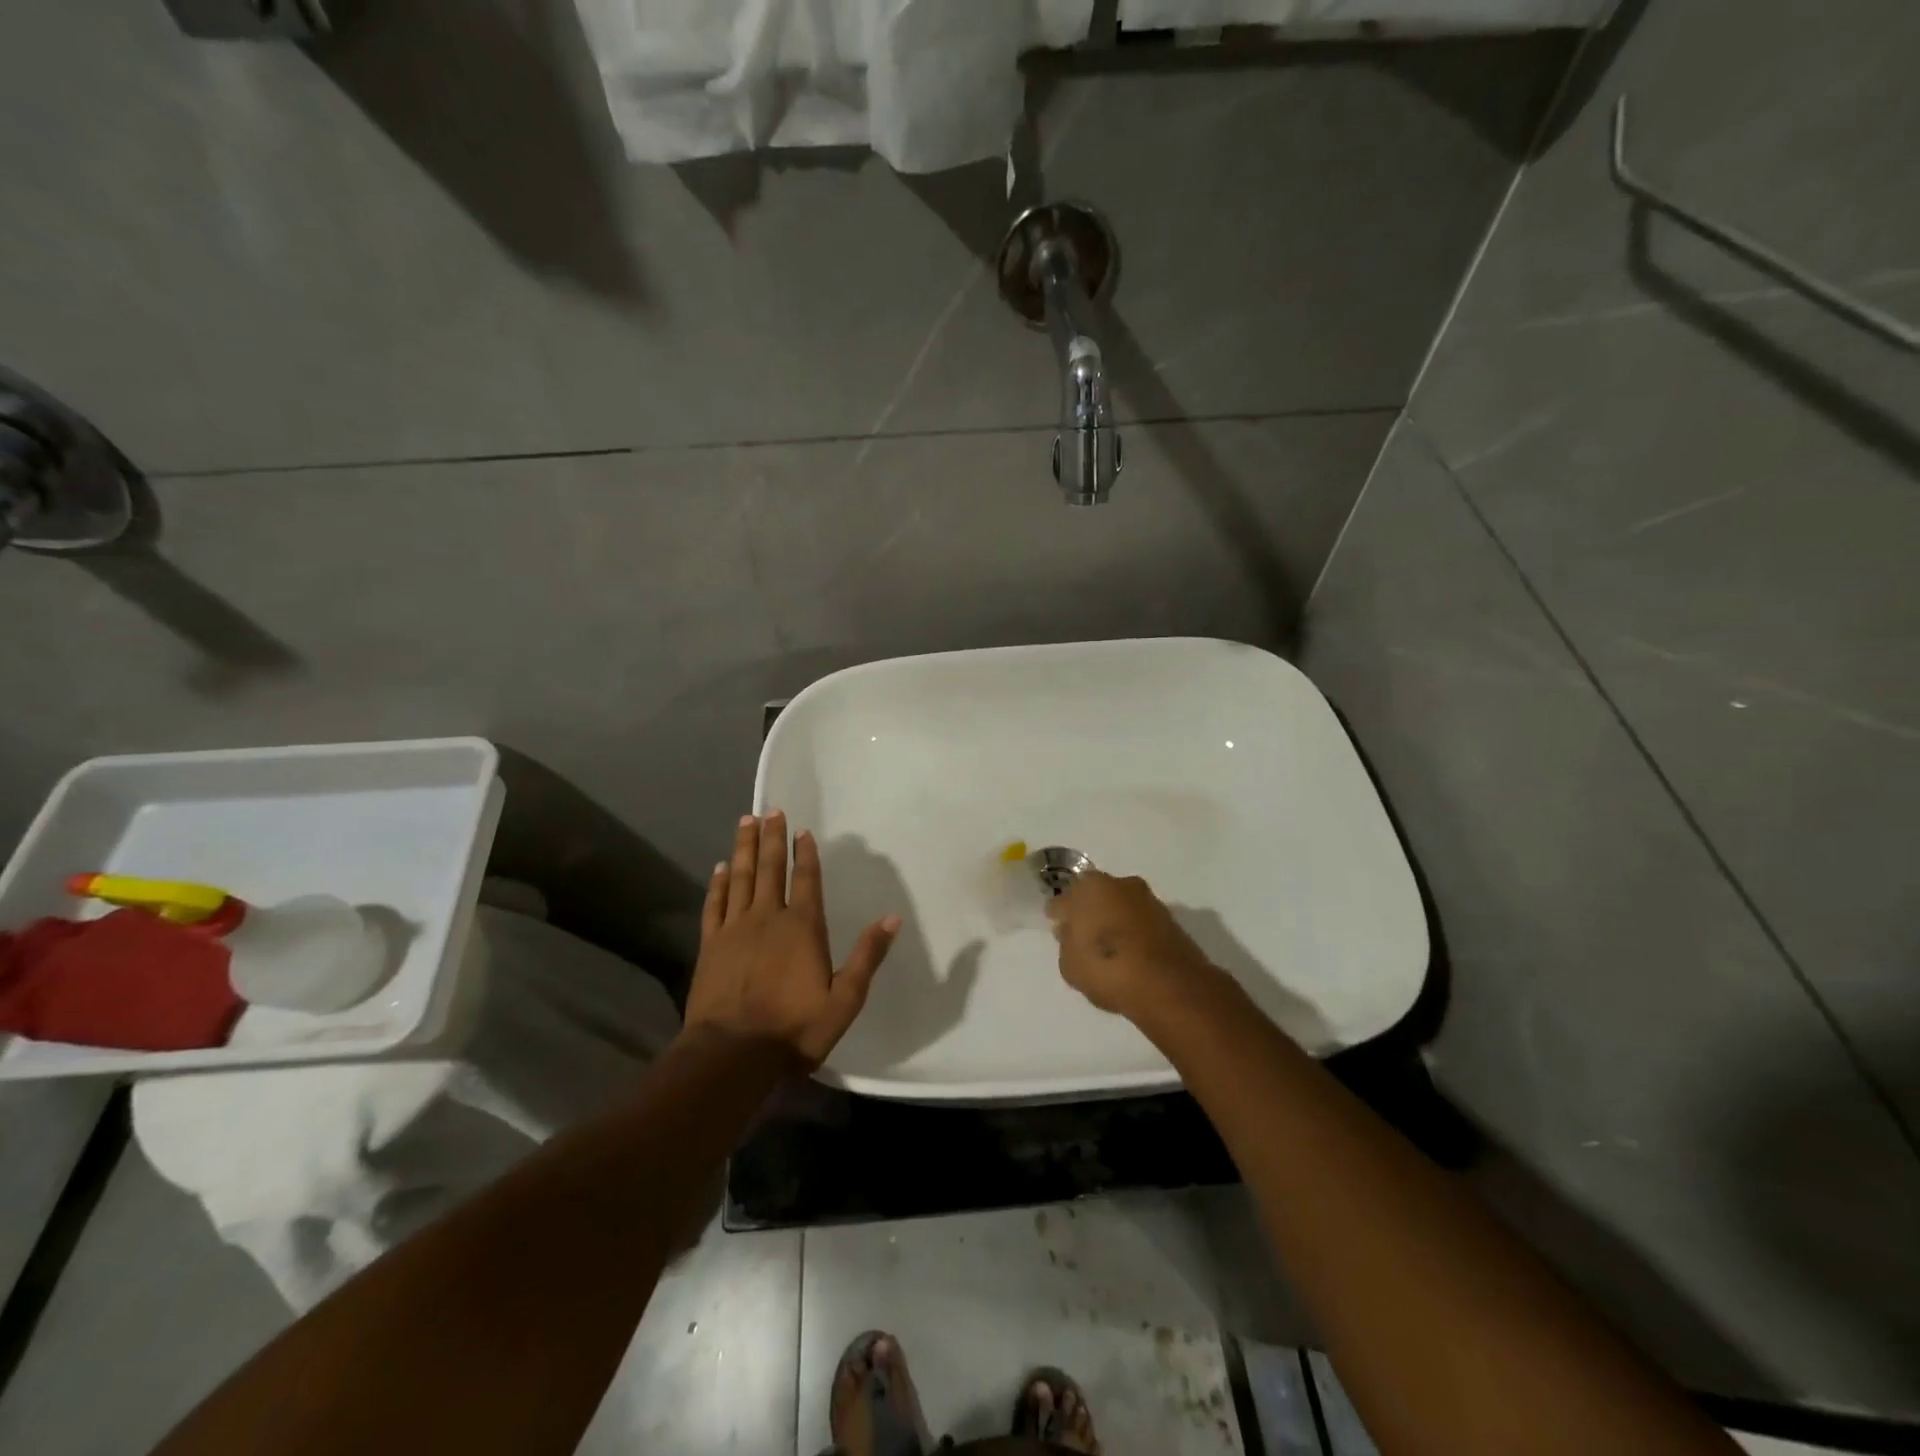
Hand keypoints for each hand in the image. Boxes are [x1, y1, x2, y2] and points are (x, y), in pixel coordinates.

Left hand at [684, 812, 900, 1067]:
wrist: (732, 1055)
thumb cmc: (794, 1029)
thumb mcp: (844, 1000)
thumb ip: (867, 957)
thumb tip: (892, 918)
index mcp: (803, 927)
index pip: (806, 880)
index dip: (805, 853)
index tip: (802, 830)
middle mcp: (768, 917)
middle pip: (770, 869)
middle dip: (772, 838)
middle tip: (770, 810)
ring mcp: (735, 929)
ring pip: (740, 878)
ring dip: (744, 849)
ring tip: (746, 822)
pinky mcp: (711, 945)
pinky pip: (715, 904)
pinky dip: (718, 883)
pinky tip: (720, 868)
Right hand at [1047, 871, 1217, 1019]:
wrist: (1168, 985)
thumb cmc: (1106, 968)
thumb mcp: (1070, 964)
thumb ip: (1067, 942)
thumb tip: (1072, 932)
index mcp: (1089, 887)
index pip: (1064, 898)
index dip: (1059, 914)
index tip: (1059, 927)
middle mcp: (1119, 883)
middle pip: (1095, 895)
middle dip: (1089, 910)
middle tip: (1084, 935)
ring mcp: (1147, 899)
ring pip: (1121, 905)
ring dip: (1114, 919)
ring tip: (1110, 946)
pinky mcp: (1170, 918)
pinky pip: (1140, 921)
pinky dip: (1134, 931)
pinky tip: (1130, 952)